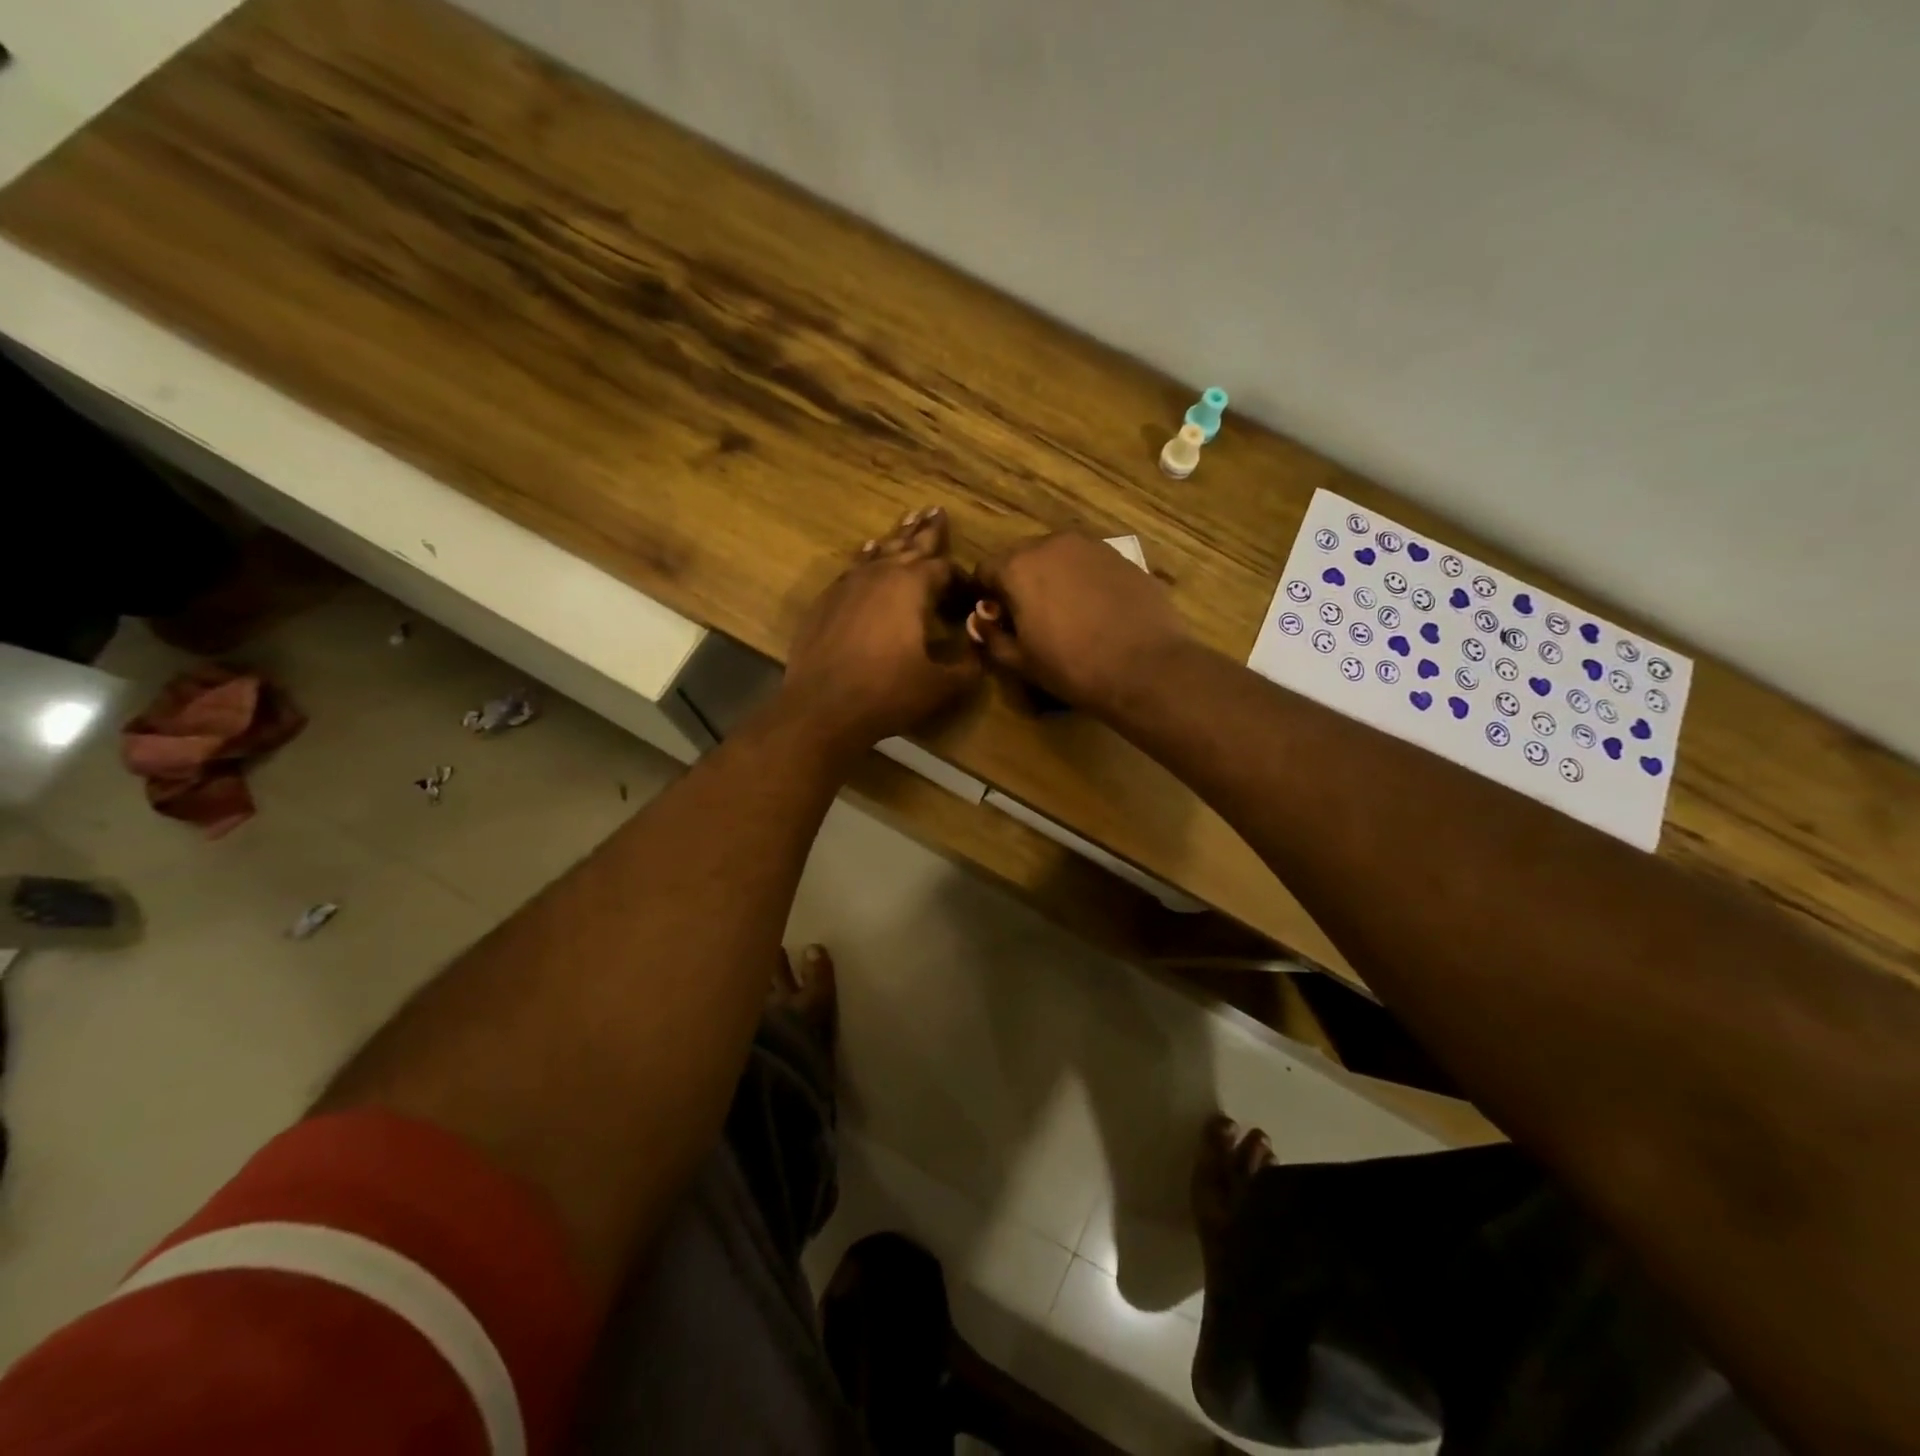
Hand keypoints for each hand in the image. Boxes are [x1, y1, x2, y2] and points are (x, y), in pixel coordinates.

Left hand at [779, 507, 980, 756]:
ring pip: (879, 552)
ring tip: (907, 520)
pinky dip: (866, 558)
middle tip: (936, 510)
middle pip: (909, 546)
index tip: (971, 588)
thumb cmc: (887, 693)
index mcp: (912, 586)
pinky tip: (868, 553)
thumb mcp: (942, 685)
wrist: (822, 707)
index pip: (944, 569)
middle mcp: (880, 574)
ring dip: (896, 538)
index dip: (961, 577)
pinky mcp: (825, 601)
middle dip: (927, 531)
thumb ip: (969, 664)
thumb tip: (981, 648)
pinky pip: (852, 569)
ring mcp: (847, 585)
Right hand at [971, 533, 1190, 718]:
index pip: (985, 569)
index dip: (986, 595)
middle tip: (1031, 619)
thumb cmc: (1072, 667)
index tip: (997, 620)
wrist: (1145, 666)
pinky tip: (1096, 611)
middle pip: (1022, 557)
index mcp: (1018, 566)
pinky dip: (1083, 580)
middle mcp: (1052, 543)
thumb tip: (980, 622)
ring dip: (1053, 578)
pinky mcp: (1121, 556)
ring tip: (1067, 614)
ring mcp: (1091, 546)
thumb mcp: (1021, 661)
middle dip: (1020, 582)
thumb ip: (992, 637)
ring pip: (1057, 557)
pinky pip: (1088, 563)